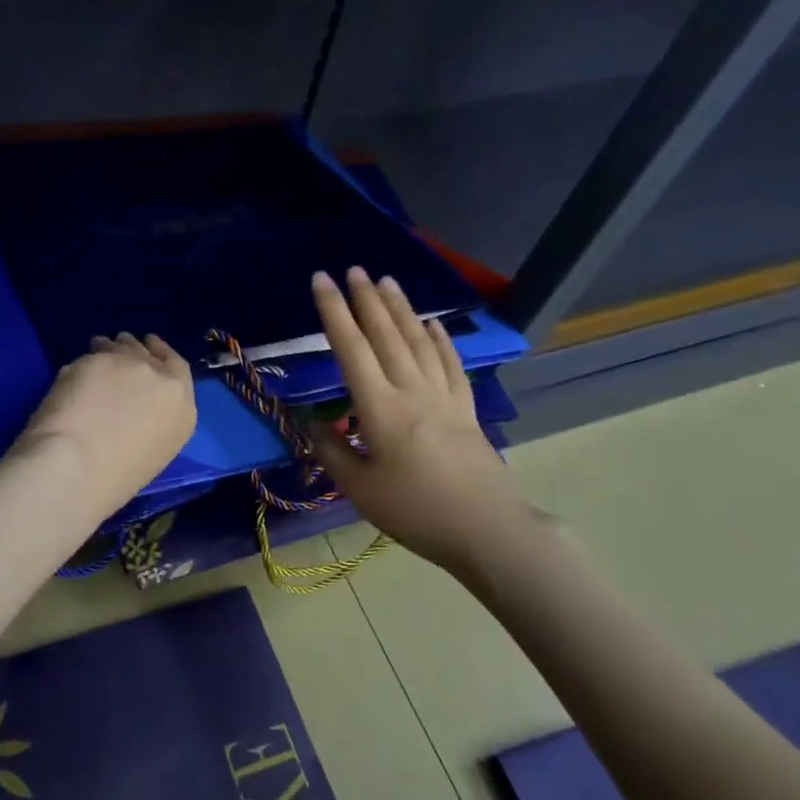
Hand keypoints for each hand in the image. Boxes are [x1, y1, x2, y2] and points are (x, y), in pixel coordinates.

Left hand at [11, 332, 196, 518]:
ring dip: (111, 348)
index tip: (151, 347)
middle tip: (120, 350)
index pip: (178, 367)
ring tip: (99, 351)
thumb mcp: (153, 450)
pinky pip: (92, 356)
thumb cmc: (115, 479)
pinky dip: (85, 361)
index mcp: (182, 410)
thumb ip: (152, 418)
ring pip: (121, 346)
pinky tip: (78, 370)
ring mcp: (129, 365)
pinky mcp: (96, 359)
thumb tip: (131, 405)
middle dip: (134, 350)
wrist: (78, 467)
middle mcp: (162, 380)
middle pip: (148, 353)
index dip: (162, 354)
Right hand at [307, 267, 528, 578]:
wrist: (487, 530)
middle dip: (366, 299)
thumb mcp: (361, 490)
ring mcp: (443, 397)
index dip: (333, 312)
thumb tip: (312, 424)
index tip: (321, 280)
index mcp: (380, 408)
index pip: (351, 349)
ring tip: (387, 282)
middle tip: (354, 269)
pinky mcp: (465, 410)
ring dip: (401, 309)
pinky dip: (440, 340)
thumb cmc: (417, 512)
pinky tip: (433, 324)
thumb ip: (333, 452)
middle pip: (386, 335)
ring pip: (419, 342)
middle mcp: (411, 391)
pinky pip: (451, 365)